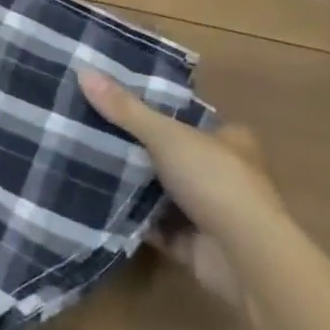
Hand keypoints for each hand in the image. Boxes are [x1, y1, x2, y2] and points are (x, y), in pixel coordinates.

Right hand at [79, 70, 283, 305]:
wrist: (245, 258)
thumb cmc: (215, 181)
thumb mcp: (166, 135)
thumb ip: (126, 109)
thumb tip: (84, 71)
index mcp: (228, 139)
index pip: (188, 118)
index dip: (158, 110)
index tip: (118, 103)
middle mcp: (223, 173)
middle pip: (173, 154)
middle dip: (139, 150)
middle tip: (93, 132)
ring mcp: (210, 211)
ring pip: (164, 191)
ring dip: (135, 185)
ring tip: (88, 162)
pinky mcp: (195, 246)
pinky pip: (157, 227)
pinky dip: (134, 218)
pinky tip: (101, 204)